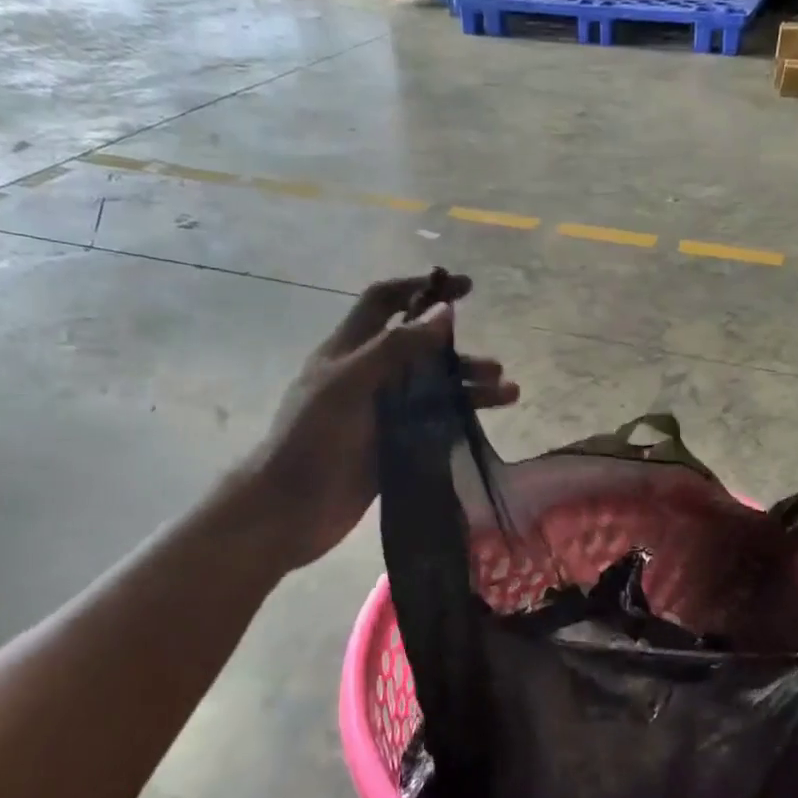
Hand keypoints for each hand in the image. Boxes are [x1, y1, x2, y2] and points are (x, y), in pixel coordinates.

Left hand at [239, 273, 516, 569]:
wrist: (290, 510)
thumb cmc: (312, 438)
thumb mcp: (349, 383)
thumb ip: (396, 347)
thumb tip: (445, 311)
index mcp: (348, 351)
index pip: (385, 302)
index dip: (420, 287)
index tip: (464, 288)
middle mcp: (367, 376)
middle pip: (419, 351)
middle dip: (457, 352)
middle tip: (495, 366)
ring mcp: (381, 413)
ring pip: (432, 389)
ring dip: (467, 387)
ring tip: (507, 393)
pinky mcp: (394, 446)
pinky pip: (433, 423)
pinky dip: (460, 418)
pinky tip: (485, 422)